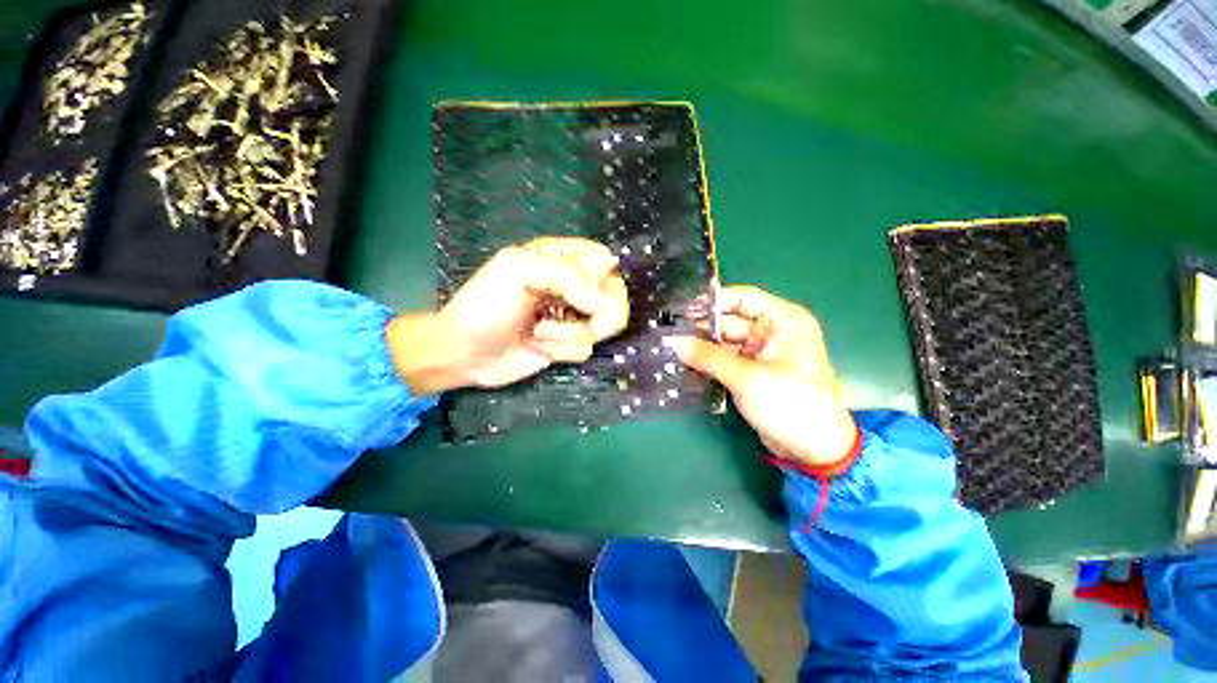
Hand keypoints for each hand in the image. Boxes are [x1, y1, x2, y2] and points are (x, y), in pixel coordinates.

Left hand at [387, 237, 628, 393]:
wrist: (463, 354)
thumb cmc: (484, 306)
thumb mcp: (517, 272)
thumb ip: (566, 276)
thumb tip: (602, 303)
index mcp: (558, 258)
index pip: (603, 258)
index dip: (602, 276)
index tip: (584, 292)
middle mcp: (571, 286)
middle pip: (614, 292)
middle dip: (599, 312)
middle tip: (579, 319)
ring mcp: (570, 316)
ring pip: (605, 324)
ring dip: (570, 333)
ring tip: (541, 332)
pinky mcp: (567, 343)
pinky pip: (586, 348)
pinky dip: (562, 350)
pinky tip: (537, 346)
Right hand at [665, 286, 857, 468]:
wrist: (813, 450)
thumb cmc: (790, 404)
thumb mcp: (747, 378)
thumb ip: (708, 357)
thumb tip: (672, 341)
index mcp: (783, 321)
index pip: (743, 298)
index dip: (712, 301)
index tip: (681, 307)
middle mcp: (772, 332)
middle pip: (729, 321)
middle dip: (700, 328)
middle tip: (667, 331)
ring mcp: (761, 353)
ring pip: (724, 342)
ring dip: (700, 347)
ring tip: (669, 347)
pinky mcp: (751, 372)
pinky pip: (724, 360)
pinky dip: (707, 362)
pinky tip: (683, 363)